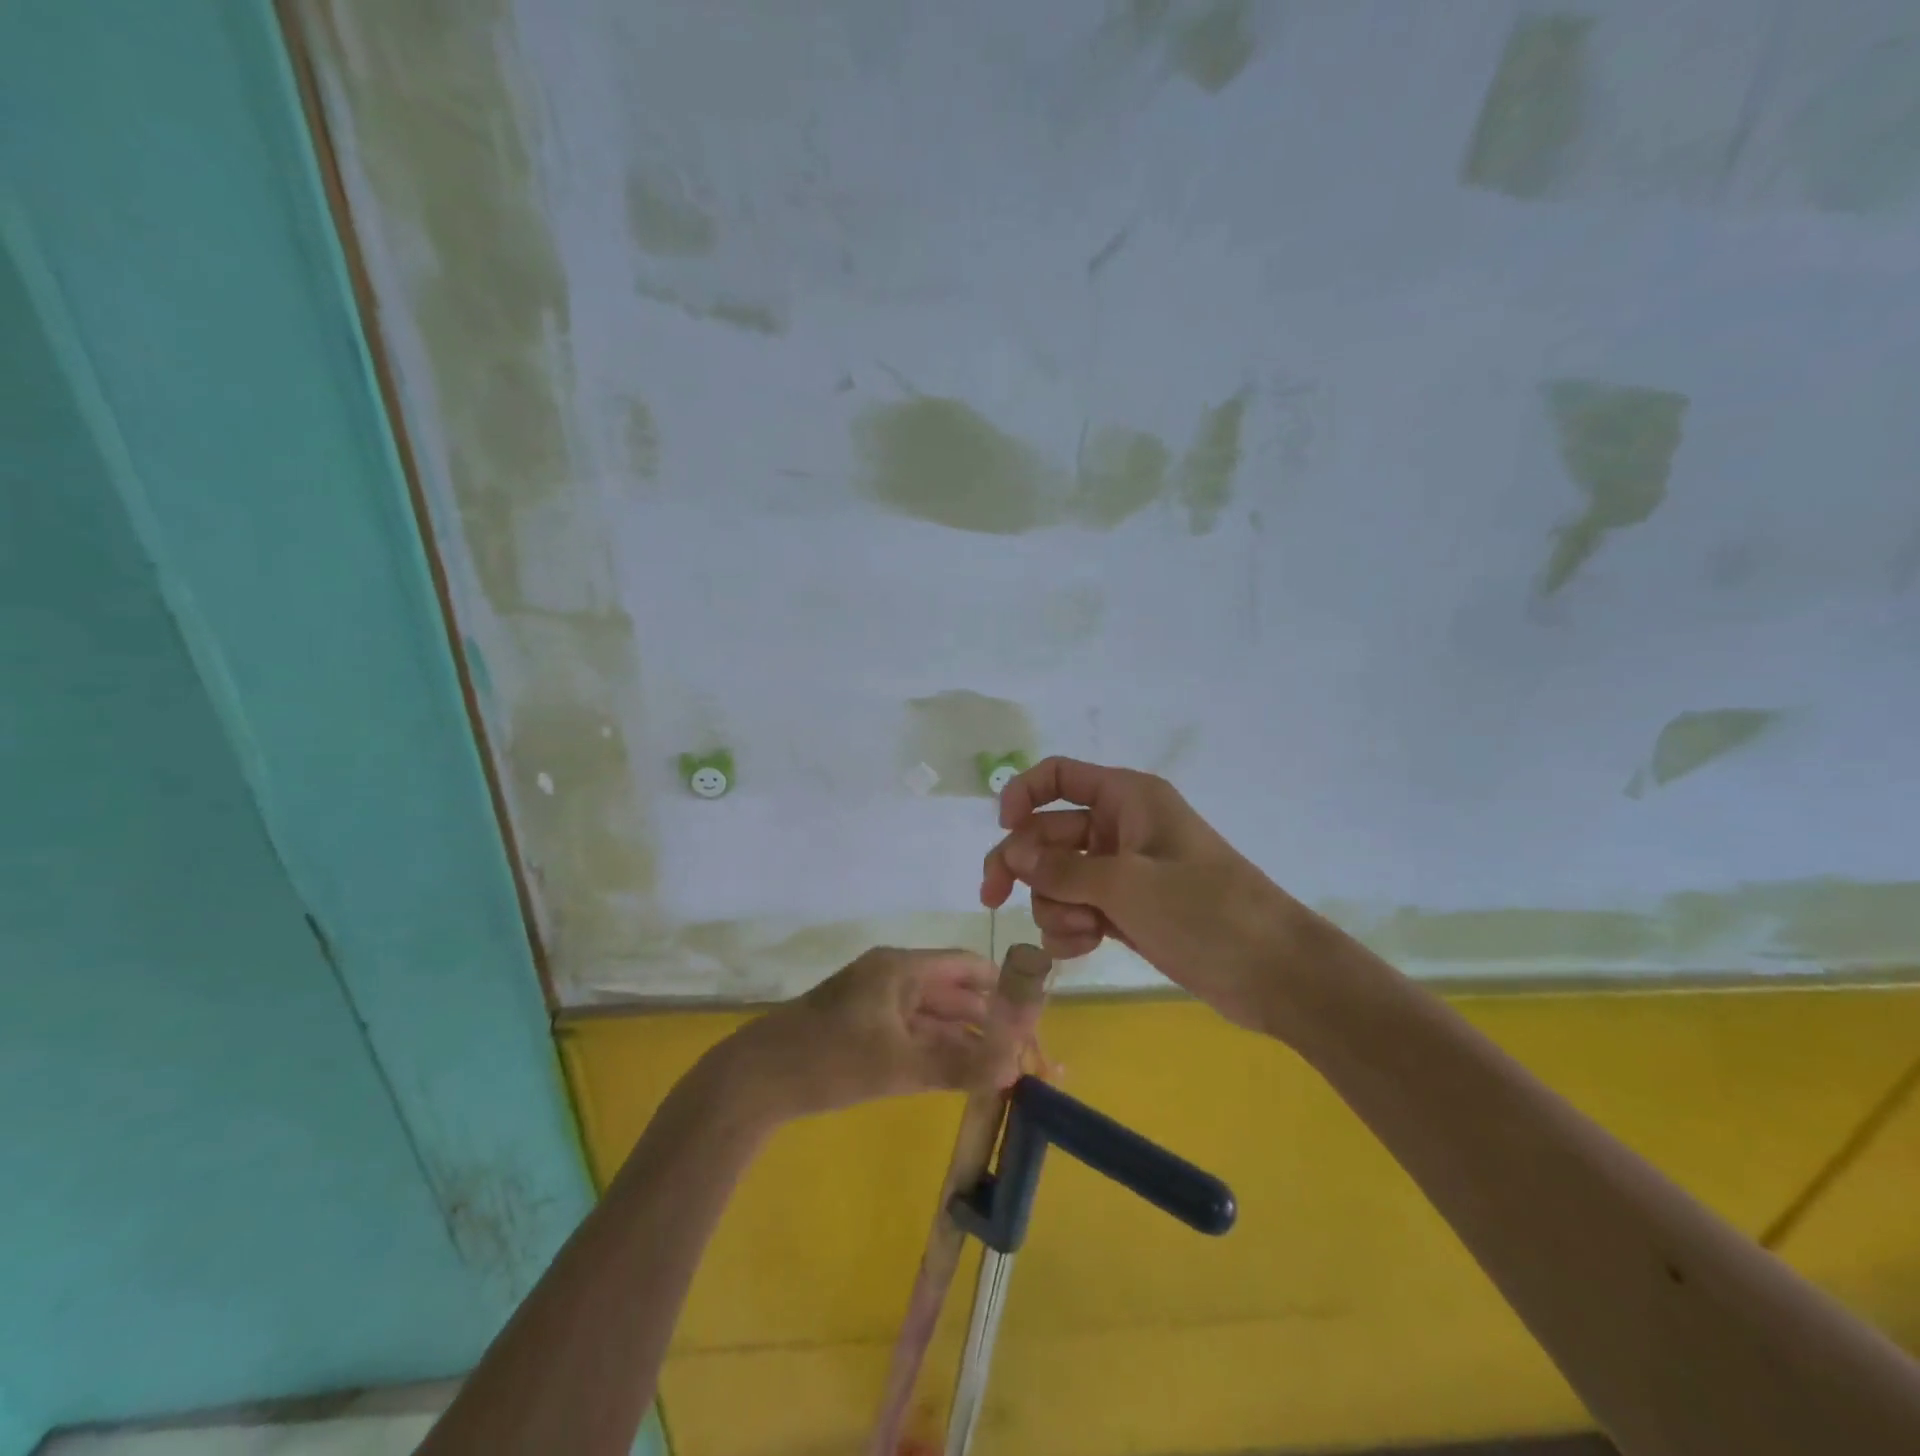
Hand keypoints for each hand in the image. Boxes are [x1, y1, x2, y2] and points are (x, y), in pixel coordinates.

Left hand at [733, 948, 1029, 1119]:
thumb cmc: (828, 1060)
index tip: (1034, 1021)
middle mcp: (894, 978)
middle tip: (1028, 1058)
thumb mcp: (898, 1065)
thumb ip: (958, 1064)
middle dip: (992, 1023)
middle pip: (955, 993)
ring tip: (1008, 1071)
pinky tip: (966, 1074)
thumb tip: (1015, 1068)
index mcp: (901, 968)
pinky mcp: (867, 1030)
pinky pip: (916, 1034)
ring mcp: (879, 1004)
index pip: (967, 967)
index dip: (1004, 989)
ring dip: (969, 1039)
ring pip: (937, 1017)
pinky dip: (942, 1050)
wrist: (756, 1080)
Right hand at [980, 757, 1291, 1030]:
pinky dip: (1071, 928)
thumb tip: (1012, 857)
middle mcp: (1120, 828)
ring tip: (1081, 930)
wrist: (1274, 972)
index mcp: (1127, 799)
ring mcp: (1122, 873)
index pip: (1060, 776)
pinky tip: (1084, 947)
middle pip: (1048, 833)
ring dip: (1054, 905)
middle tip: (993, 898)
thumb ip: (1062, 870)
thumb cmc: (1205, 911)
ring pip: (1058, 878)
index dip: (1024, 794)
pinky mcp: (1126, 912)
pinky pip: (1077, 909)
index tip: (1004, 830)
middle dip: (1024, 866)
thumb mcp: (1127, 885)